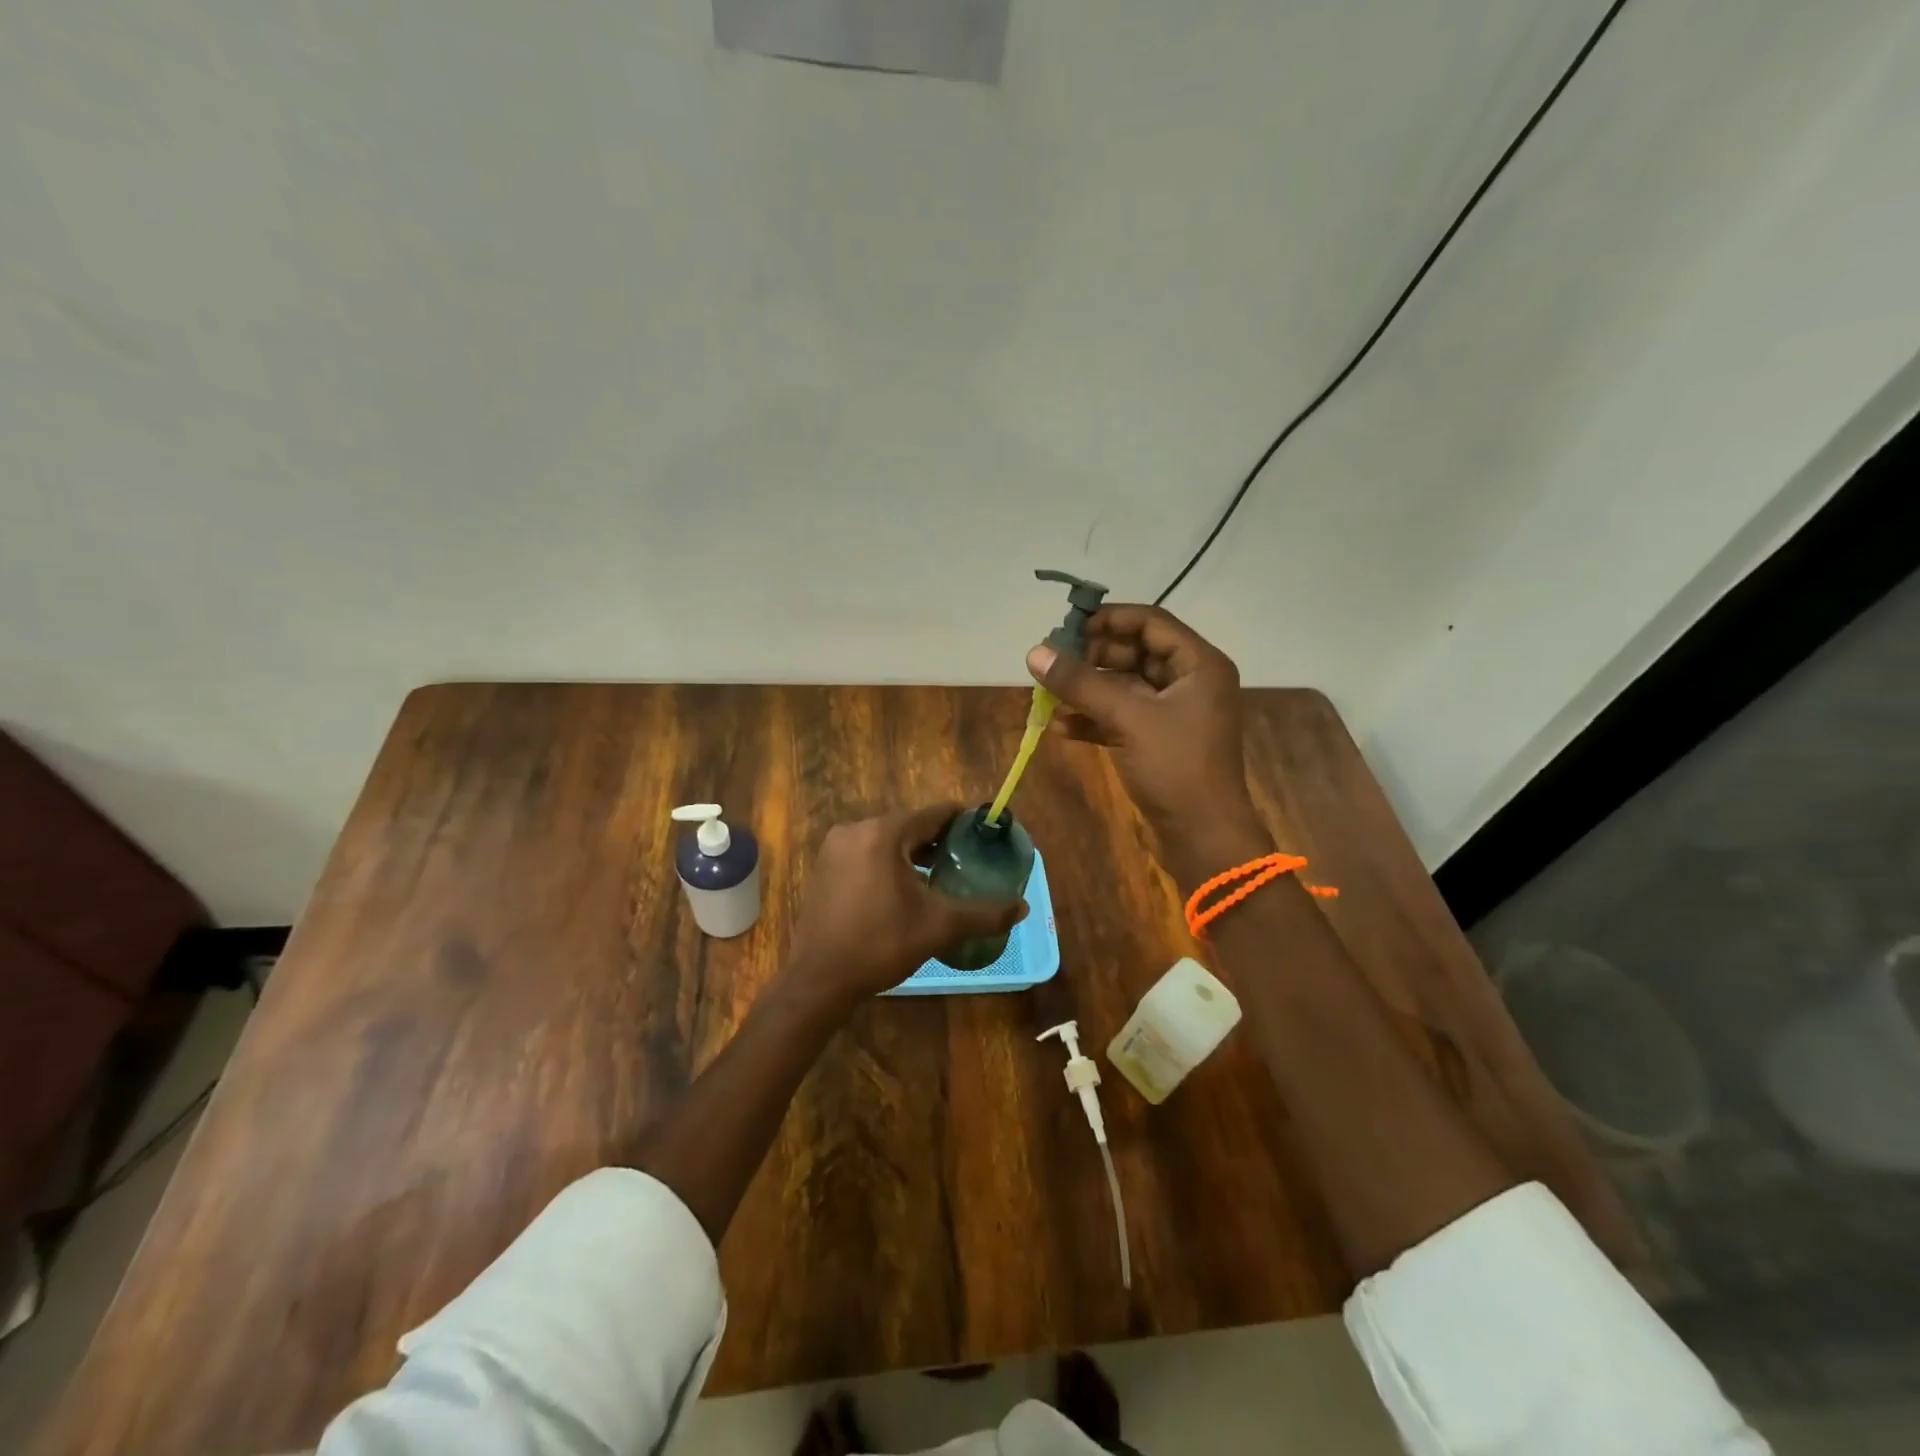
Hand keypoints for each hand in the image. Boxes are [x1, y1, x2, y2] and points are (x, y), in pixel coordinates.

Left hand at [782, 804, 1027, 1011]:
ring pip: (887, 842)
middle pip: (909, 826)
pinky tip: (905, 890)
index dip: (962, 822)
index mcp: (883, 833)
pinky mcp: (824, 869)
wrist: (819, 980)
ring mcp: (835, 849)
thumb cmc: (880, 944)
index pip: (933, 814)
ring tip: (942, 875)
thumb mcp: (938, 927)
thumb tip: (1022, 908)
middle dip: (939, 841)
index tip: (984, 833)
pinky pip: (866, 855)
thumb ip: (983, 913)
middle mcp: (855, 830)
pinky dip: (889, 864)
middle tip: (968, 859)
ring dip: (914, 854)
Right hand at [1027, 604, 1269, 887]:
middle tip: (1052, 662)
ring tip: (1048, 694)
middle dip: (1092, 658)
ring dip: (1088, 690)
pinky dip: (1094, 719)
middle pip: (1135, 653)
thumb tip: (1035, 653)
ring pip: (1125, 687)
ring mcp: (1175, 713)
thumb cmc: (1175, 768)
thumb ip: (1081, 684)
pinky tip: (1060, 727)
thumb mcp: (1127, 719)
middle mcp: (1190, 682)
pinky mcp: (1159, 741)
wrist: (1203, 837)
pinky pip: (1123, 717)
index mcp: (1199, 665)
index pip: (1150, 622)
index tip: (1068, 627)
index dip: (1108, 619)